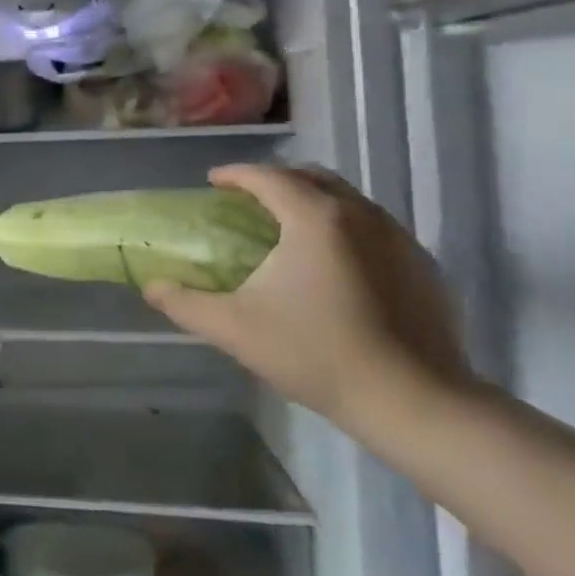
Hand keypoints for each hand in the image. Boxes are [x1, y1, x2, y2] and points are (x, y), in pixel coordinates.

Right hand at [143, 164, 472, 442]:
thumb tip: (151, 286)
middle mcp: (361, 214)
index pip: (268, 176)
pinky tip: (334, 268)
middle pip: (312, 177)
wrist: (414, 401)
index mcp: (314, 218)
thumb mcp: (234, 328)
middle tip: (250, 201)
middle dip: (277, 181)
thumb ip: (184, 302)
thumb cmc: (316, 354)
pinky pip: (375, 229)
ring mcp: (399, 238)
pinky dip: (346, 230)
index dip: (235, 174)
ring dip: (314, 202)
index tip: (213, 183)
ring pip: (348, 201)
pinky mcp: (423, 266)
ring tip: (290, 231)